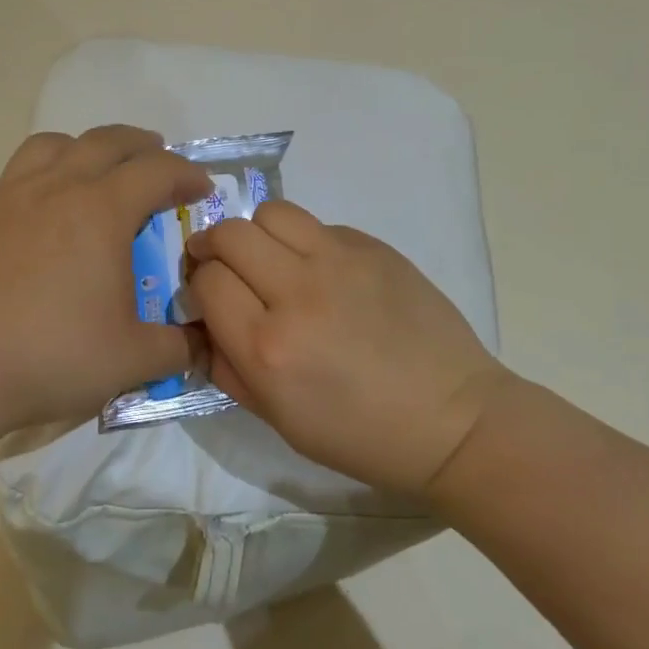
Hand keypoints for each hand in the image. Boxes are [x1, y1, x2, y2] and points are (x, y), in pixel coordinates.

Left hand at [0, 126, 210, 447]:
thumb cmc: (54, 355)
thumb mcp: (134, 359)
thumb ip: (181, 347)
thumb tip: (205, 343)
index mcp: (103, 210)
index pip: (158, 171)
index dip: (187, 175)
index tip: (202, 190)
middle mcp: (58, 187)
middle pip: (106, 141)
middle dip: (141, 145)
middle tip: (158, 161)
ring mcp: (9, 195)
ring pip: (50, 145)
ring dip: (82, 149)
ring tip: (93, 170)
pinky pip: (5, 178)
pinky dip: (26, 182)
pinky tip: (29, 208)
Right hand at [187, 201, 512, 493]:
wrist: (450, 419)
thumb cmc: (359, 435)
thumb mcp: (277, 419)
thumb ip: (228, 367)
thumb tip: (203, 322)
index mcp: (269, 348)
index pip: (206, 281)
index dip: (198, 286)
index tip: (209, 298)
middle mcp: (299, 293)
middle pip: (230, 234)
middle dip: (214, 247)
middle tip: (224, 266)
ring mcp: (341, 262)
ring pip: (272, 213)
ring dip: (258, 234)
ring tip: (271, 260)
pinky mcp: (375, 248)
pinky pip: (319, 226)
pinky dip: (306, 243)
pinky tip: (325, 274)